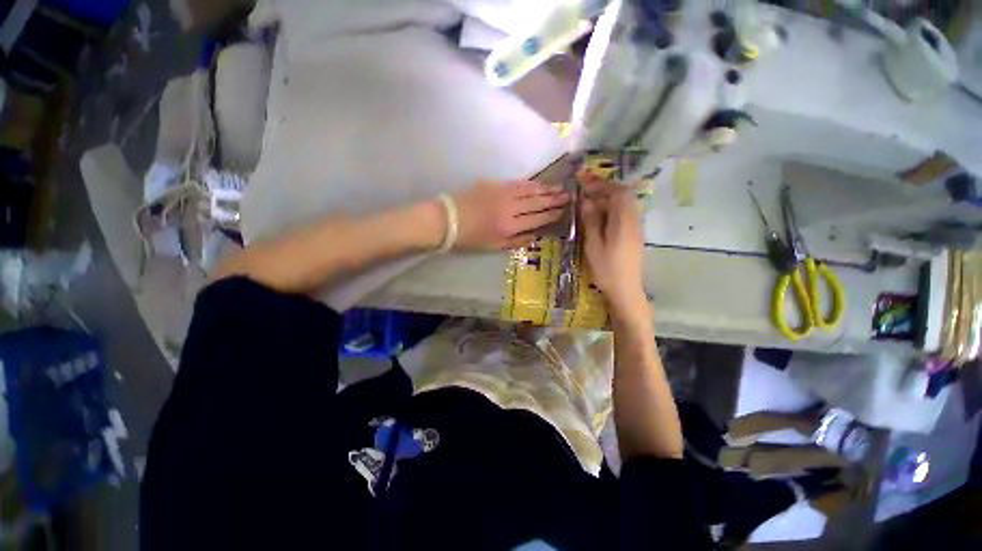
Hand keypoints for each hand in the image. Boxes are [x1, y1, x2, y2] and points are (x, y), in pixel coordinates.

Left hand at [451, 180, 568, 249]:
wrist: (447, 220)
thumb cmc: (470, 238)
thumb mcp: (493, 246)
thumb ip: (516, 242)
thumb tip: (535, 235)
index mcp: (509, 226)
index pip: (537, 219)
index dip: (553, 214)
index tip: (565, 210)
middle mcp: (510, 208)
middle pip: (537, 202)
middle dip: (554, 199)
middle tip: (569, 195)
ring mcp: (502, 193)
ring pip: (529, 190)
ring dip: (545, 189)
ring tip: (559, 187)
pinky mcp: (495, 184)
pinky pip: (517, 183)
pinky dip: (530, 183)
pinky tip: (538, 184)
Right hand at [579, 172, 646, 315]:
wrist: (626, 290)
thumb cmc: (607, 270)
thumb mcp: (594, 245)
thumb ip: (591, 221)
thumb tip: (587, 201)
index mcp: (623, 222)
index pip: (616, 192)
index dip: (600, 183)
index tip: (583, 179)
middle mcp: (633, 220)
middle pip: (623, 195)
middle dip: (604, 187)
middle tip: (585, 187)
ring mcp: (636, 227)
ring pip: (624, 203)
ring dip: (607, 197)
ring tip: (589, 199)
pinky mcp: (634, 234)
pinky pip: (624, 212)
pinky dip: (611, 207)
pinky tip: (599, 214)